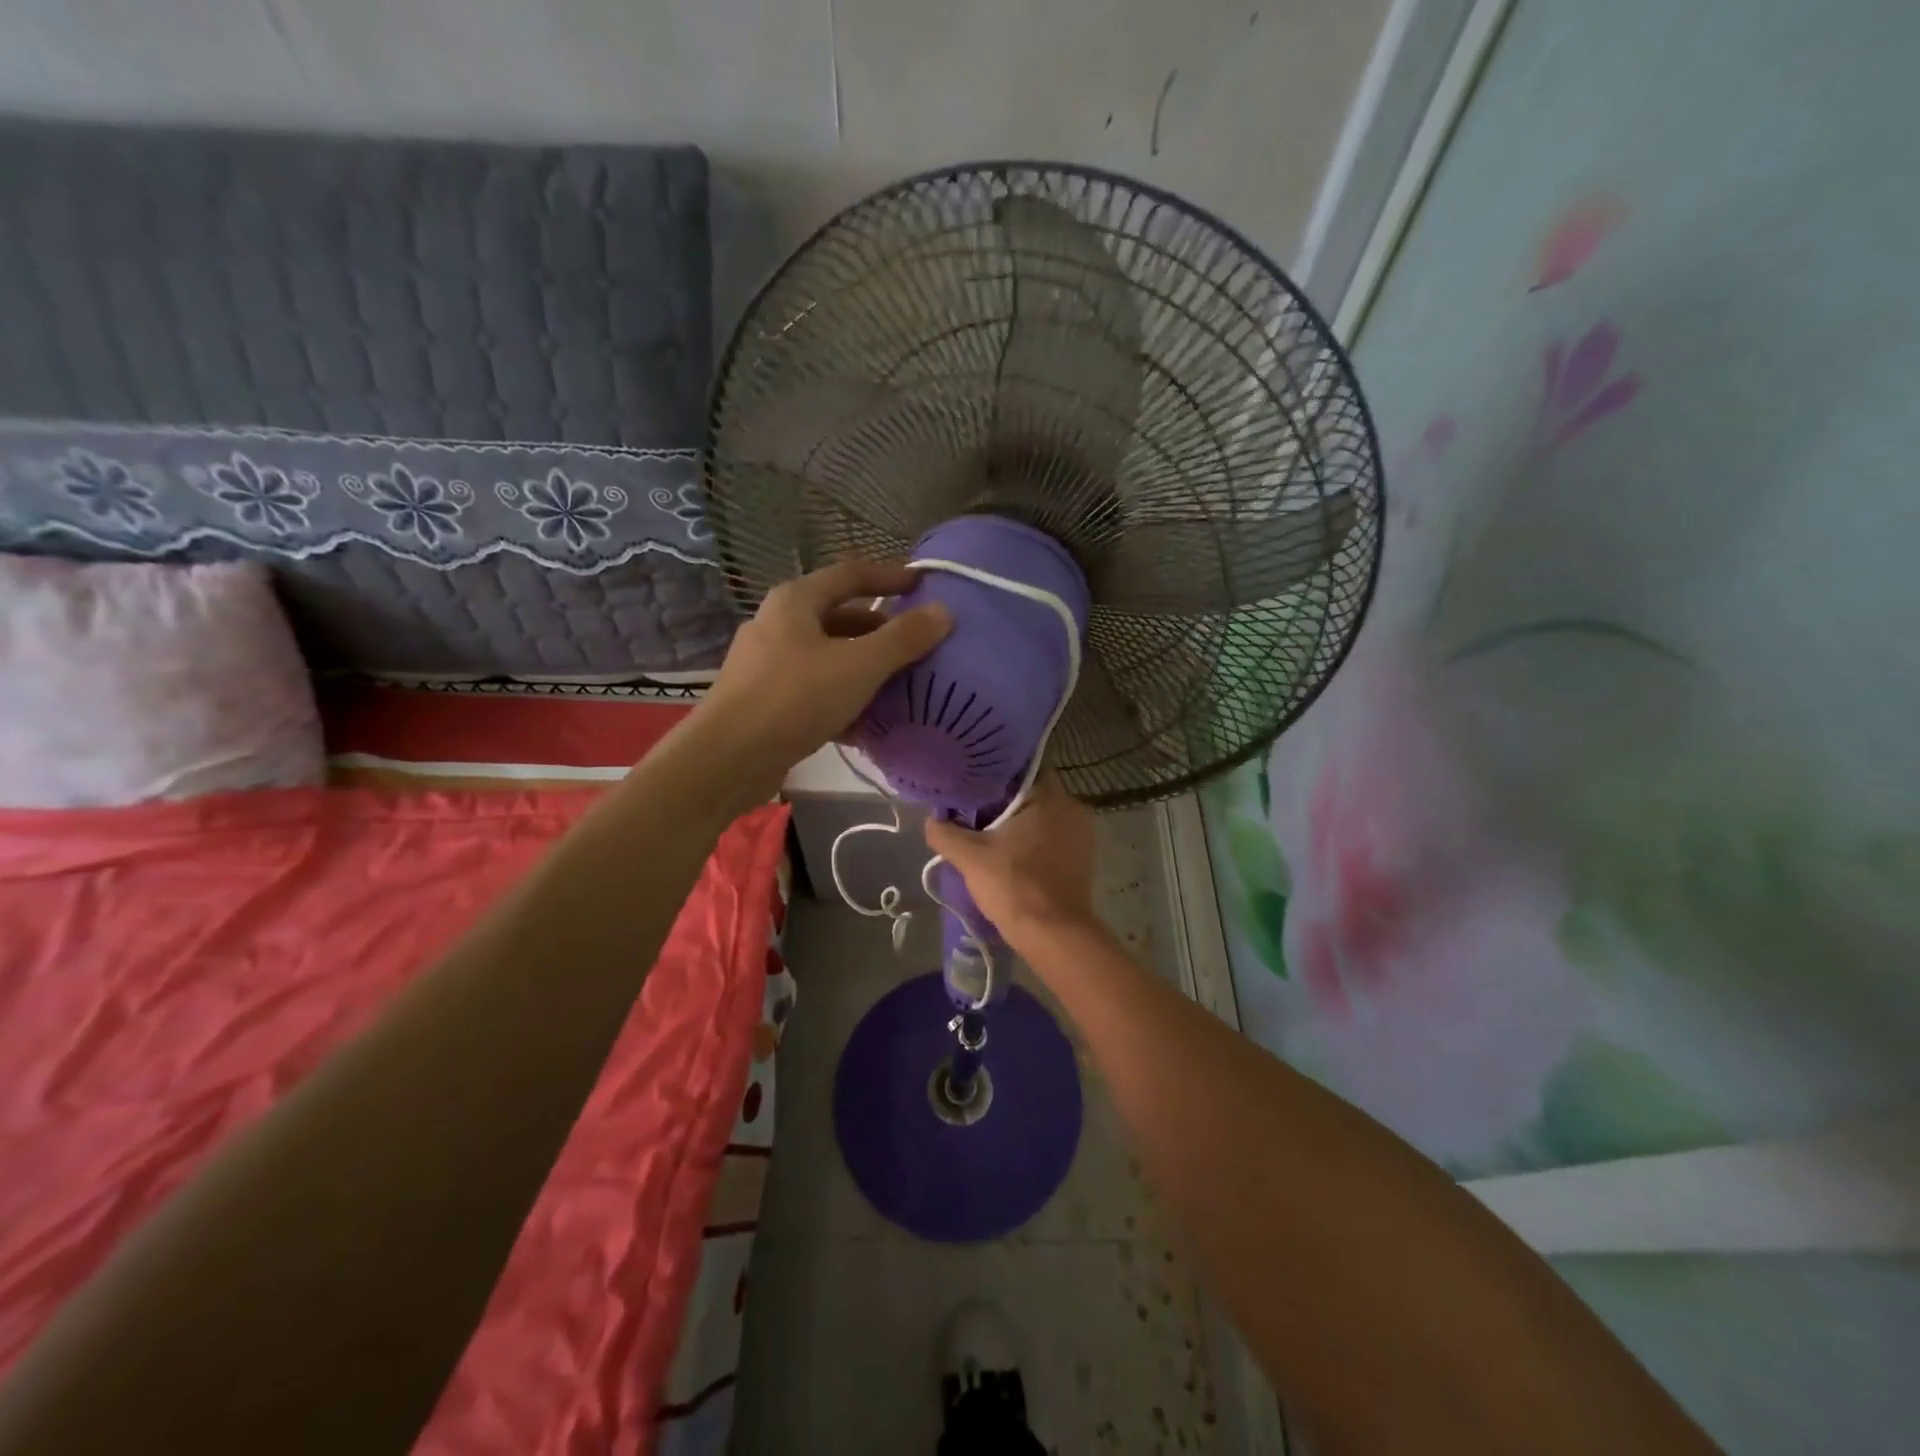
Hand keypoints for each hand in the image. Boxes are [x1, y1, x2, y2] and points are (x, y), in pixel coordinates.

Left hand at [686, 560, 951, 804]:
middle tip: (915, 646)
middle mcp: (777, 625)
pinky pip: (814, 689)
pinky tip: (866, 722)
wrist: (728, 759)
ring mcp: (767, 664)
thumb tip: (944, 611)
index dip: (889, 576)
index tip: (923, 585)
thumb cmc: (796, 698)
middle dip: (879, 630)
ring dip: (863, 667)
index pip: (850, 575)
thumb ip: (903, 638)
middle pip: (839, 617)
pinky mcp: (764, 701)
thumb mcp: (859, 665)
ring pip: (827, 657)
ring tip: (899, 685)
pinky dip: (842, 697)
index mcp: (795, 602)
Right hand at [924, 773, 1097, 945]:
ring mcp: (1081, 834)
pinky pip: (1051, 836)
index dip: (995, 771)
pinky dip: (1031, 840)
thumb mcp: (970, 857)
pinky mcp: (1081, 858)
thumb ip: (945, 832)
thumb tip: (932, 820)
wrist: (1054, 935)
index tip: (972, 779)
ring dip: (1017, 822)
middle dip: (1002, 799)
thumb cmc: (1015, 885)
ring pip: (1042, 816)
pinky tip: (1008, 853)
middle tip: (972, 807)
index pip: (1023, 767)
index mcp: (1050, 796)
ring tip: (986, 831)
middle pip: (1031, 792)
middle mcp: (1072, 807)